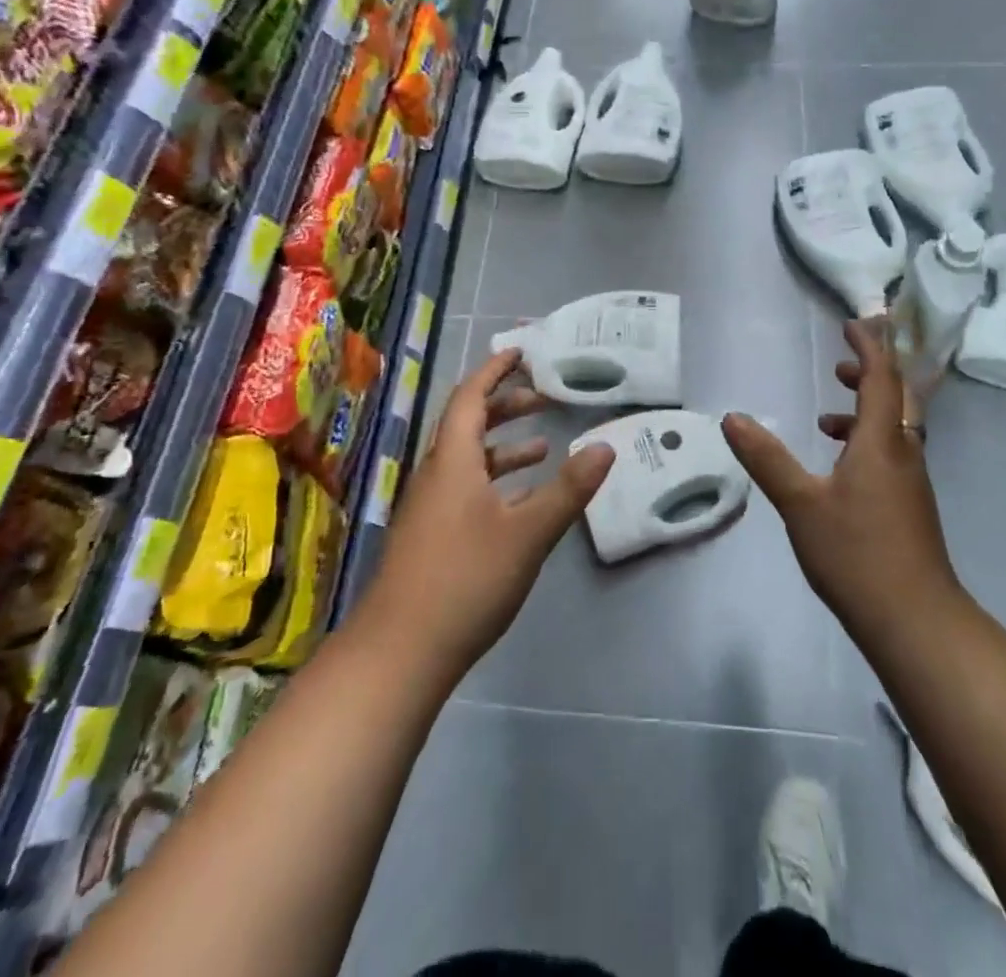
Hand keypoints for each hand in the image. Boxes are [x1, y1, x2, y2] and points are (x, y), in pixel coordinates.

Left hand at [366, 348, 614, 679]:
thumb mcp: (528, 533)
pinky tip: (520, 499)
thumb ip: (569, 489)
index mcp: (452, 461)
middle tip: (544, 396)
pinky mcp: (430, 536)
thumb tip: (606, 446)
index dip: (495, 371)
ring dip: (503, 444)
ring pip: (467, 458)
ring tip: (543, 444)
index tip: (521, 353)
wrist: (400, 653)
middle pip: (467, 423)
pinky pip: (465, 487)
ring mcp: (430, 507)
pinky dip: (495, 479)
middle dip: (505, 404)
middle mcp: (436, 474)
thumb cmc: (465, 580)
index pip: (470, 397)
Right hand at [721, 320, 959, 640]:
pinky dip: (867, 443)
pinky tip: (838, 469)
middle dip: (873, 374)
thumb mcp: (800, 503)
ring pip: (895, 428)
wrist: (914, 620)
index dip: (869, 347)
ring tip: (827, 418)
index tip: (853, 324)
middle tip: (841, 365)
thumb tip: (733, 418)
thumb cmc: (856, 553)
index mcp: (881, 442)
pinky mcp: (909, 507)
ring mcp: (910, 482)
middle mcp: (903, 453)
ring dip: (867, 411)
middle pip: (898, 397)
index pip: (882, 378)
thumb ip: (767, 458)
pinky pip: (892, 454)